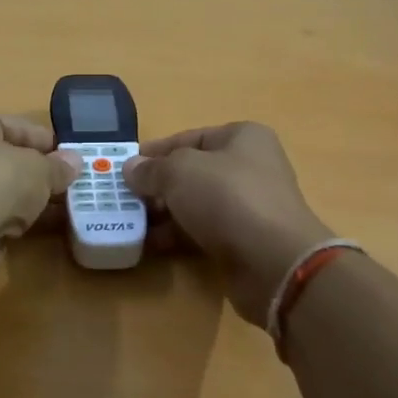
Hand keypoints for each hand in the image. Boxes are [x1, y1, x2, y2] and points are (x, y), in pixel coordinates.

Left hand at [0, 110, 80, 244]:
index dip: (46, 141)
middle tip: (71, 183)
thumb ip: (57, 166)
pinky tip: (40, 226)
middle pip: (4, 158)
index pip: (14, 125)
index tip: (73, 157)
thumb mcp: (38, 168)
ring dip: (28, 198)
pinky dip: (14, 218)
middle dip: (38, 172)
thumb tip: (74, 162)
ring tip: (64, 207)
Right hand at [123, 123, 334, 324]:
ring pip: (196, 204)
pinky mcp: (244, 240)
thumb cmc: (227, 198)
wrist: (272, 260)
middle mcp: (250, 167)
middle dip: (157, 186)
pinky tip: (152, 245)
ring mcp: (249, 206)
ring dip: (164, 214)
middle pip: (192, 173)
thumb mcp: (179, 172)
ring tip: (132, 224)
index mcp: (242, 138)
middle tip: (125, 199)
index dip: (156, 151)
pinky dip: (178, 236)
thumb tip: (131, 168)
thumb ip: (152, 169)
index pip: (190, 138)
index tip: (126, 167)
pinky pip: (203, 232)